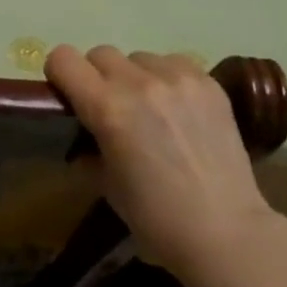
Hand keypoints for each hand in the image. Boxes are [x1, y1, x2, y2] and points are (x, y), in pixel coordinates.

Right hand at [45, 44, 276, 277]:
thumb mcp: (107, 187)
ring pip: (140, 57)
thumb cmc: (156, 220)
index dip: (60, 74)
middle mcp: (140, 82)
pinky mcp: (209, 82)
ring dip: (136, 77)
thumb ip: (89, 150)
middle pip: (101, 53)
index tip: (68, 94)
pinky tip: (180, 110)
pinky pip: (175, 63)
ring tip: (152, 110)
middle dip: (98, 77)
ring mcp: (179, 78)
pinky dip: (168, 80)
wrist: (225, 232)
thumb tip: (85, 138)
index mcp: (107, 108)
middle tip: (111, 108)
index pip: (64, 59)